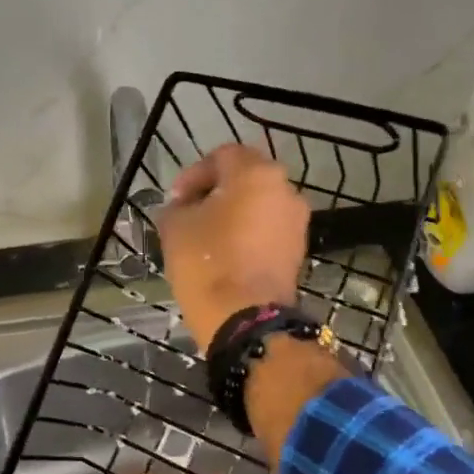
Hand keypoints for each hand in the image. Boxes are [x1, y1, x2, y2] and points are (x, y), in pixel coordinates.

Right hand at [158, 143, 310, 347]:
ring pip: (259, 205)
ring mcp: (297, 221)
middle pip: (246, 178)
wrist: (244, 317)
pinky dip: (249, 234)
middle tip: (190, 213)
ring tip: (207, 236)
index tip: (176, 200)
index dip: (194, 174)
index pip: (222, 156)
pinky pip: (269, 230)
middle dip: (216, 192)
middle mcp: (285, 189)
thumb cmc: (207, 262)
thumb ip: (177, 206)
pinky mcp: (299, 250)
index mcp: (256, 173)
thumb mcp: (174, 226)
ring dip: (234, 214)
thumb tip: (183, 207)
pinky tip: (227, 254)